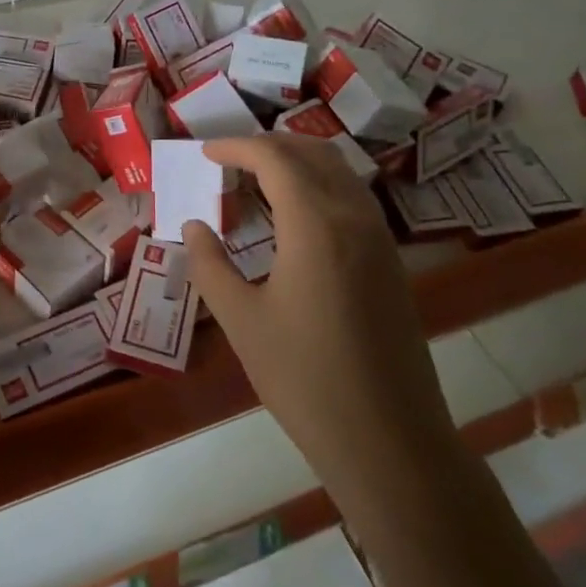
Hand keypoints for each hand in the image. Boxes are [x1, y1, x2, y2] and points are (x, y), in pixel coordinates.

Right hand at [182, 135, 457, 502]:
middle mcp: (354, 218)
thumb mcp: (242, 321)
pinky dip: (319, 187)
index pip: (274, 159)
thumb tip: (194, 227)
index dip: (236, 147)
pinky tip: (295, 218)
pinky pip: (353, 199)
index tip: (205, 153)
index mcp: (316, 225)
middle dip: (269, 146)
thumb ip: (210, 265)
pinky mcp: (391, 263)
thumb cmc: (305, 379)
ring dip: (298, 163)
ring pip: (339, 172)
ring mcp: (380, 239)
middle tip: (229, 161)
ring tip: (257, 181)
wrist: (389, 440)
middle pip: (313, 153)